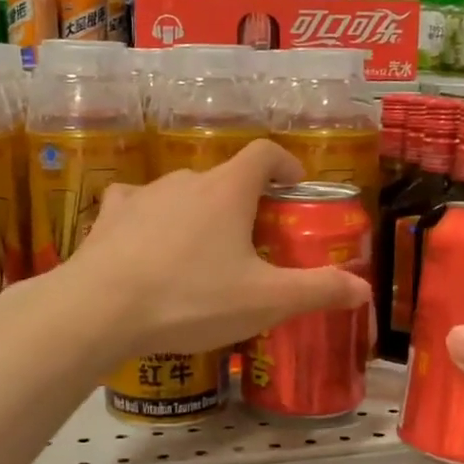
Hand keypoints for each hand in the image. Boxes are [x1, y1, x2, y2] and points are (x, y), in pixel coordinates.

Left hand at [64, 138, 370, 358]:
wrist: (100, 310)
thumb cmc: (191, 298)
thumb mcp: (265, 301)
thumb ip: (318, 291)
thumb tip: (364, 289)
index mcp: (228, 190)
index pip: (264, 153)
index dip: (285, 164)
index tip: (295, 186)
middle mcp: (186, 179)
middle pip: (224, 178)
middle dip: (243, 202)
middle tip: (252, 240)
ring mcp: (142, 194)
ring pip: (182, 193)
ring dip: (198, 213)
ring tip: (202, 253)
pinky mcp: (109, 215)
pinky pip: (137, 205)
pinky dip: (151, 219)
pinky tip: (148, 245)